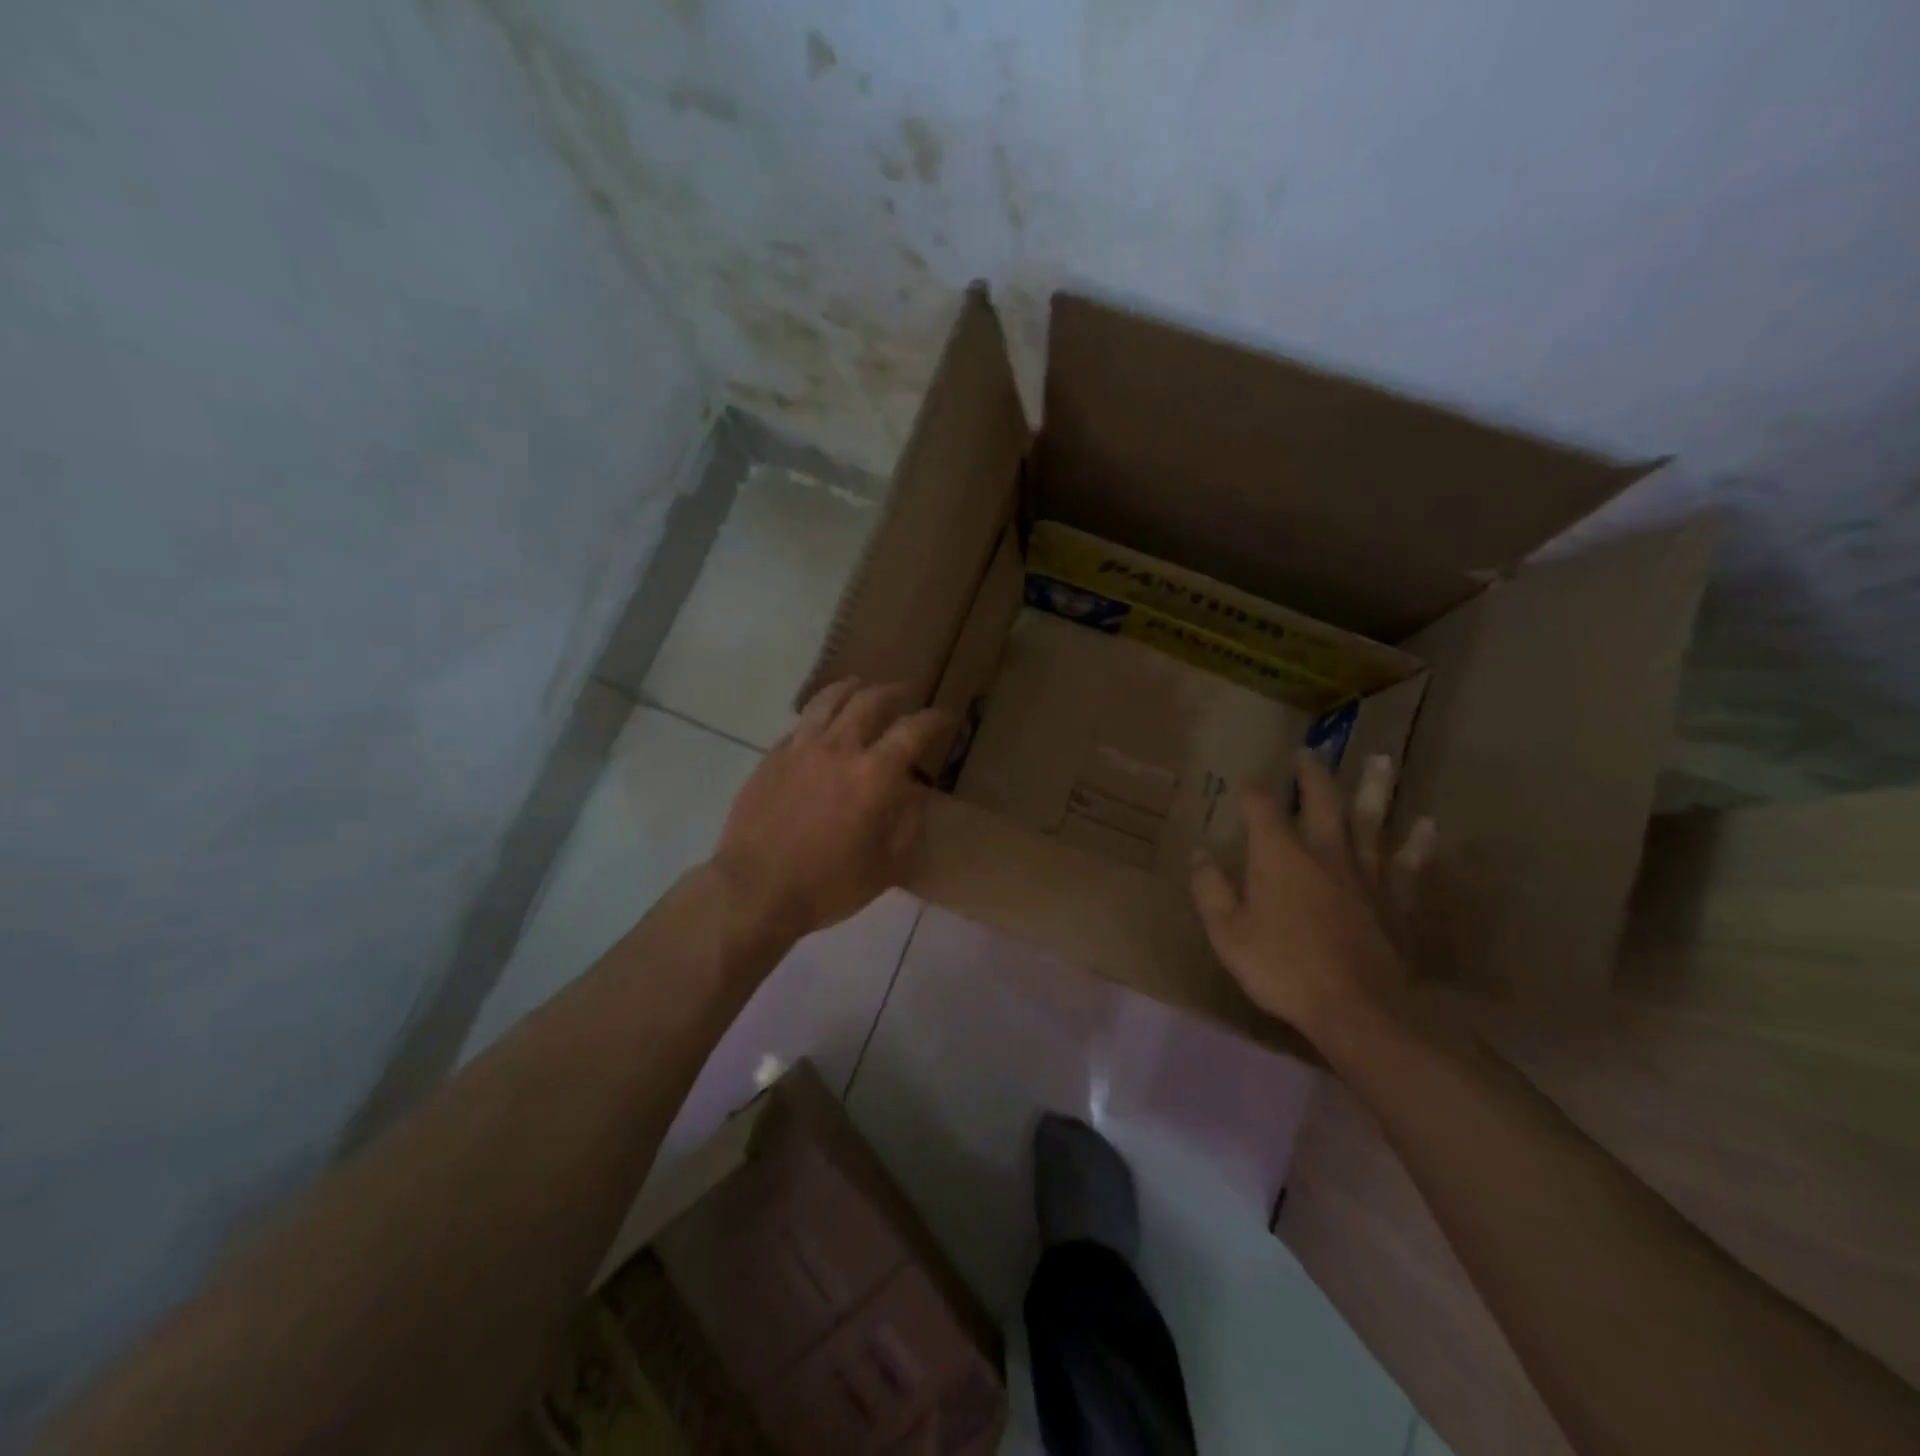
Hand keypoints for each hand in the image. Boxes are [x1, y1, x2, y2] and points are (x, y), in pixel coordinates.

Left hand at [710, 678, 948, 946]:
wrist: (755, 890)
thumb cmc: (828, 885)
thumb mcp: (886, 866)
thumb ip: (907, 824)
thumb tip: (914, 793)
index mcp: (873, 775)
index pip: (912, 731)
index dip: (934, 718)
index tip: (946, 715)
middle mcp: (838, 749)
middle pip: (869, 701)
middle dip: (893, 691)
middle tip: (904, 692)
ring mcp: (799, 749)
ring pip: (828, 700)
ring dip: (850, 688)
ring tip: (859, 685)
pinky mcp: (771, 758)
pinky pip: (800, 724)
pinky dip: (819, 715)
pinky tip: (821, 723)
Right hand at [1190, 750, 1436, 1044]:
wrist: (1362, 1009)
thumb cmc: (1284, 969)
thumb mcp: (1228, 933)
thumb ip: (1210, 890)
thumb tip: (1200, 852)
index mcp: (1279, 856)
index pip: (1261, 807)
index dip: (1251, 790)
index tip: (1244, 782)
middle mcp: (1324, 852)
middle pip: (1321, 801)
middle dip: (1312, 775)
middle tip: (1310, 751)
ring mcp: (1367, 874)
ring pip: (1371, 821)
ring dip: (1374, 788)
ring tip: (1380, 759)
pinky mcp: (1398, 900)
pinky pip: (1409, 864)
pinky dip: (1417, 844)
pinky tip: (1426, 825)